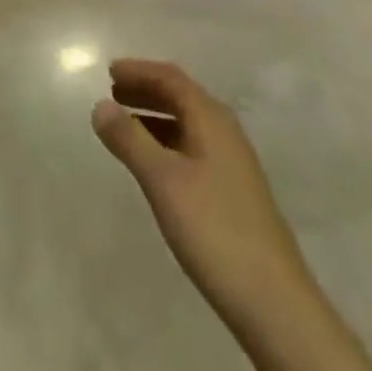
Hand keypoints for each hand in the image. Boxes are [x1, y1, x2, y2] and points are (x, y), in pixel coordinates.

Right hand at [92, 60, 318, 340]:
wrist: (272, 299)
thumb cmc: (213, 229)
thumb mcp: (163, 181)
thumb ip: (130, 140)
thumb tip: (100, 104)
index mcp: (211, 119)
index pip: (171, 78)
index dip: (140, 71)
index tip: (109, 71)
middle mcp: (224, 131)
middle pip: (181, 96)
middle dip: (146, 90)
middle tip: (112, 92)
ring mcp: (231, 162)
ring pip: (187, 123)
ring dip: (155, 116)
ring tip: (123, 123)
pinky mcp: (232, 190)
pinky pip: (192, 146)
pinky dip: (166, 141)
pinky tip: (153, 163)